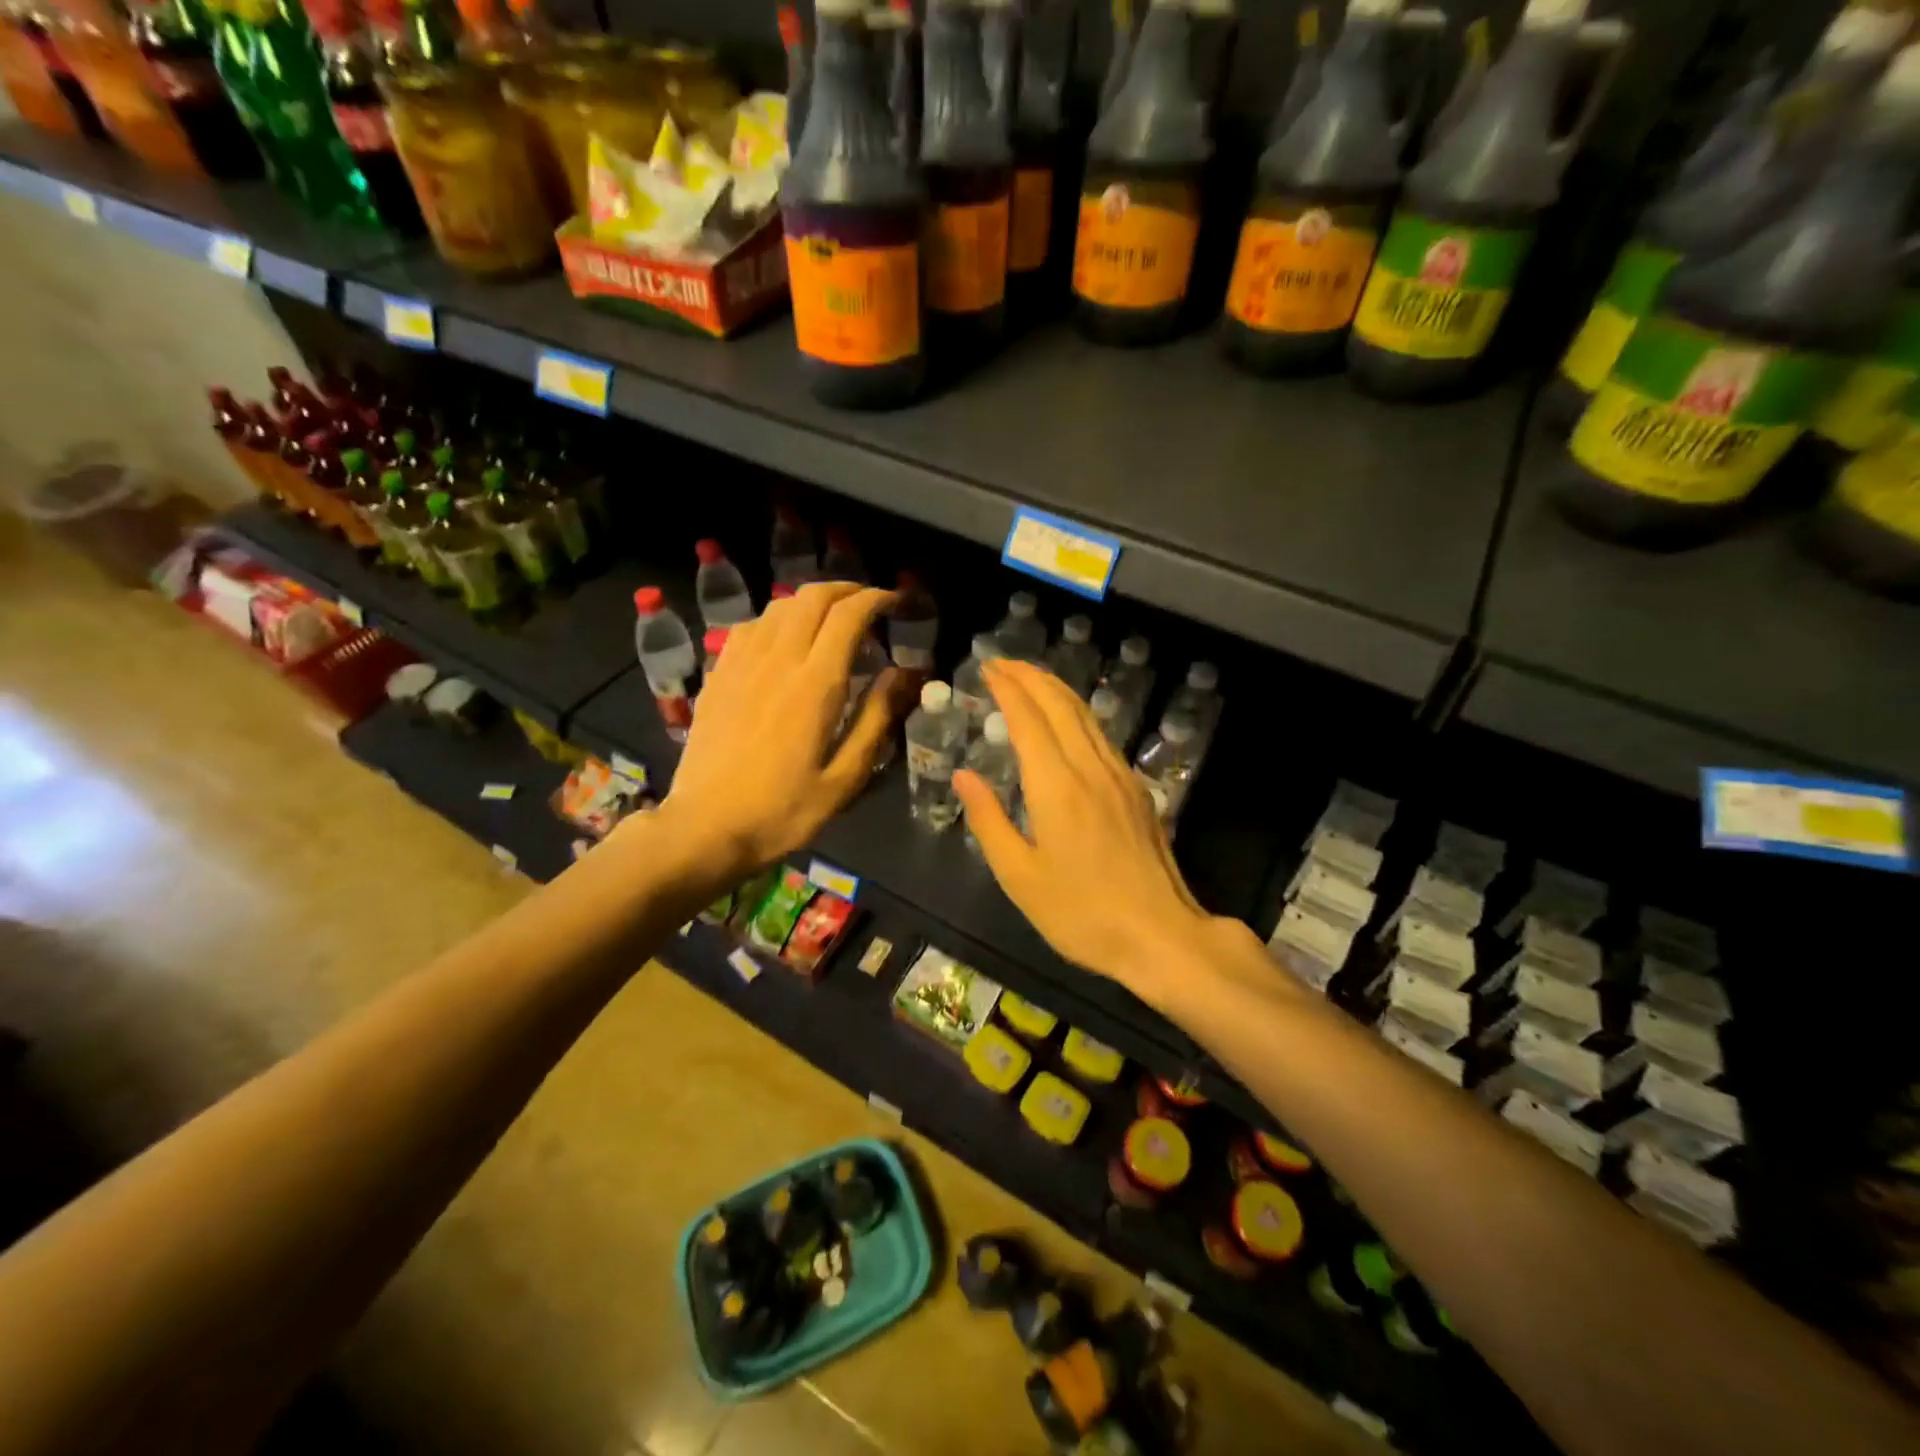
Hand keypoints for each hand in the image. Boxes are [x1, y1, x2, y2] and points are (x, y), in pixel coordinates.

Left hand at [660, 583, 903, 880]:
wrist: (705, 828)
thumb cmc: (783, 811)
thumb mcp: (844, 778)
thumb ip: (877, 719)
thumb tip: (903, 673)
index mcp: (815, 684)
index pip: (849, 615)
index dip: (877, 599)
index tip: (897, 603)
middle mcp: (777, 660)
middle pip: (812, 597)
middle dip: (847, 589)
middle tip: (869, 604)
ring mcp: (741, 664)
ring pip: (779, 606)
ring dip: (811, 601)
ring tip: (831, 618)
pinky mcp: (718, 675)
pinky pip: (750, 627)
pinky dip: (777, 619)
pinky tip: (783, 639)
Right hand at [954, 660, 1225, 1001]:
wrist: (1161, 935)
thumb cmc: (1081, 913)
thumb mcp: (1019, 877)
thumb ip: (988, 820)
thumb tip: (964, 775)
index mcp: (1056, 787)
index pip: (1028, 719)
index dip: (1007, 688)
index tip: (987, 668)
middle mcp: (1090, 769)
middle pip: (1060, 704)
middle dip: (1030, 676)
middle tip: (1003, 662)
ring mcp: (1119, 777)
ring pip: (1086, 715)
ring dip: (1055, 689)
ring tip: (1030, 678)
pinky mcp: (1136, 791)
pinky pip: (1101, 735)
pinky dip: (1077, 713)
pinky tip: (1068, 721)